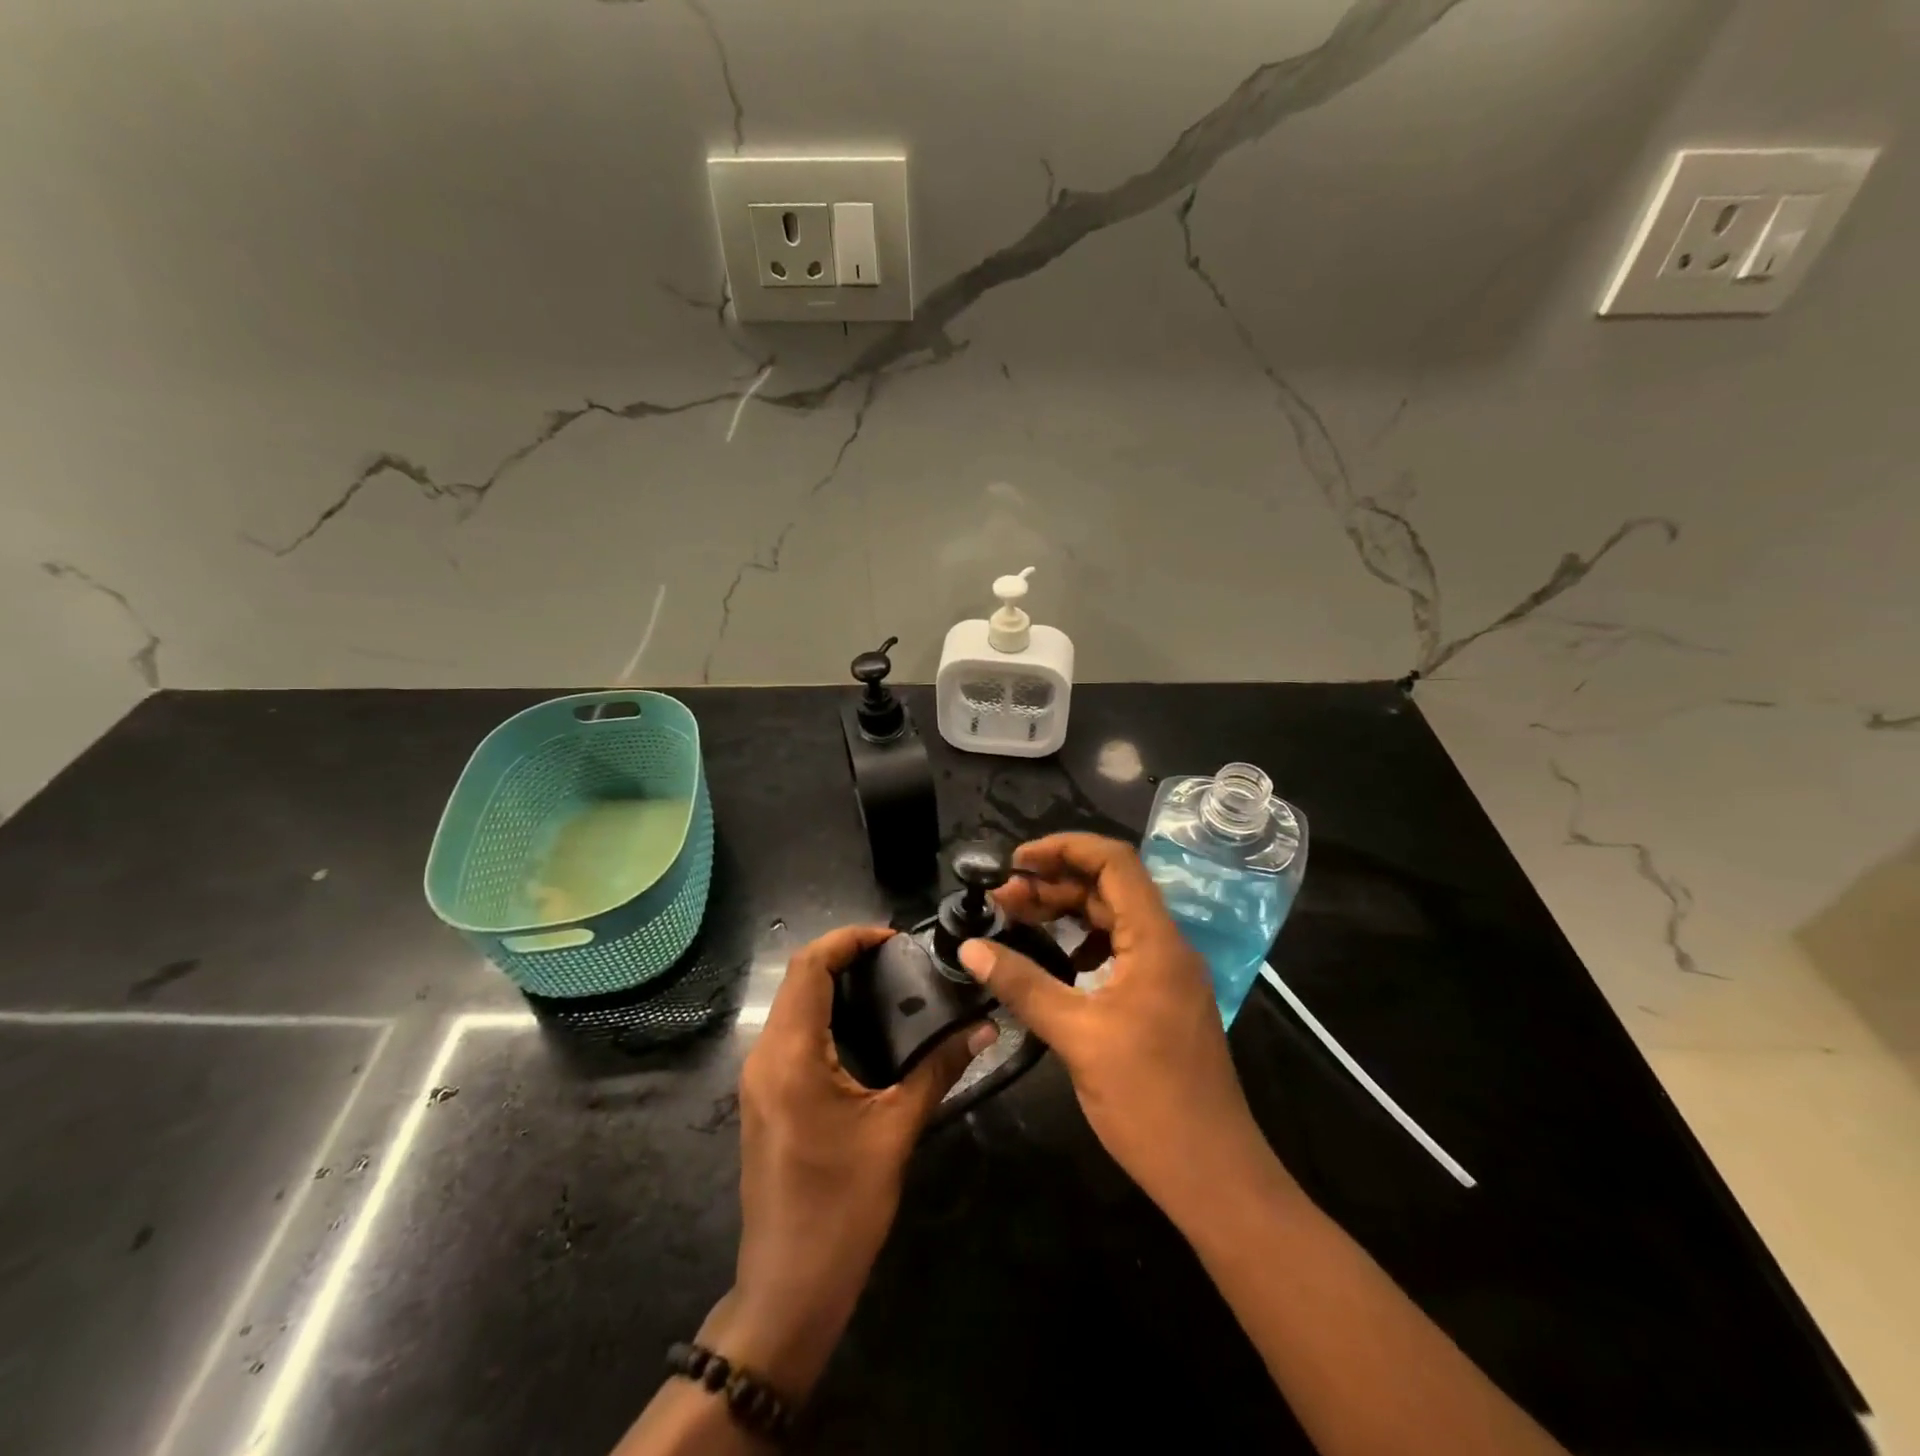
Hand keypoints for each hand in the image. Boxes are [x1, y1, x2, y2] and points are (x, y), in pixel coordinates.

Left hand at [716, 925, 995, 1395]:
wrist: (788, 1288)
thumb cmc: (842, 1207)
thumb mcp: (896, 1131)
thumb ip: (938, 1070)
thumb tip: (983, 1029)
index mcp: (791, 1055)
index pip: (809, 967)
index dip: (848, 940)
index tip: (893, 938)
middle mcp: (765, 1055)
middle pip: (798, 979)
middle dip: (844, 957)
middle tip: (899, 960)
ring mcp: (758, 1078)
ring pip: (792, 1005)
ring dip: (833, 984)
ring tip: (889, 984)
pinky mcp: (765, 1097)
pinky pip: (790, 1033)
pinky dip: (824, 1014)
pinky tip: (865, 1029)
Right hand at [959, 833, 1272, 1228]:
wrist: (1213, 1176)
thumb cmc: (1149, 1101)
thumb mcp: (1077, 1037)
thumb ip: (1023, 985)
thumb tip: (970, 948)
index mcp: (1157, 941)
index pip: (1115, 862)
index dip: (1064, 848)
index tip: (1016, 862)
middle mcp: (1167, 945)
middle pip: (1110, 888)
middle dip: (1054, 884)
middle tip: (1002, 899)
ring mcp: (1167, 974)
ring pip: (1113, 920)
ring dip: (1066, 913)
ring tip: (1017, 921)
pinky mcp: (1161, 1000)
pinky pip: (1119, 951)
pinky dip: (1083, 944)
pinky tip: (1054, 961)